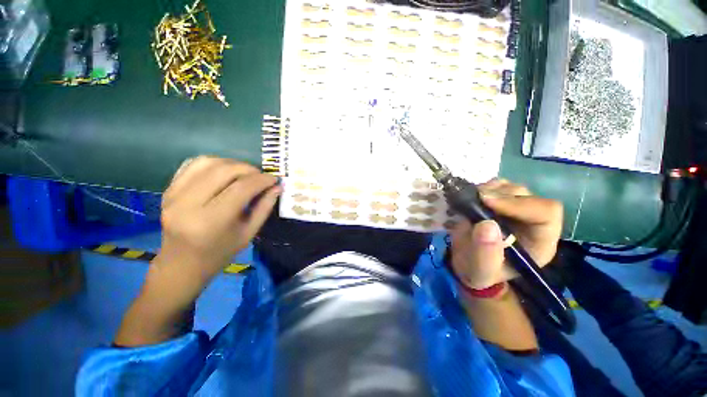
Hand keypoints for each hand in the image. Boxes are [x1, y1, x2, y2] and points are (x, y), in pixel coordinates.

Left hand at [155, 156, 280, 288]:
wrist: (181, 264)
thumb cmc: (220, 253)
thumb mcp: (249, 233)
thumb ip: (264, 207)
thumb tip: (277, 187)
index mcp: (211, 221)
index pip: (241, 188)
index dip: (261, 180)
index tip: (274, 179)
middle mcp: (188, 204)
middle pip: (224, 171)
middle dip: (249, 169)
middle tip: (261, 176)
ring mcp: (173, 195)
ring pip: (207, 162)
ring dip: (232, 163)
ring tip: (244, 173)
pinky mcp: (168, 190)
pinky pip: (192, 165)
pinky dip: (214, 163)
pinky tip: (225, 172)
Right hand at [449, 179, 562, 289]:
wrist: (469, 263)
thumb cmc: (479, 271)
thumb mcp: (481, 270)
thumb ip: (485, 253)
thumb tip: (487, 224)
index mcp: (539, 241)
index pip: (545, 212)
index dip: (519, 203)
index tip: (486, 202)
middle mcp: (531, 222)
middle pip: (527, 195)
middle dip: (500, 195)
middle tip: (474, 199)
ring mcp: (515, 210)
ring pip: (512, 188)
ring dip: (490, 189)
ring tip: (471, 199)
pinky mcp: (499, 203)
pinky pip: (497, 186)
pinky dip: (483, 187)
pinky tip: (472, 197)